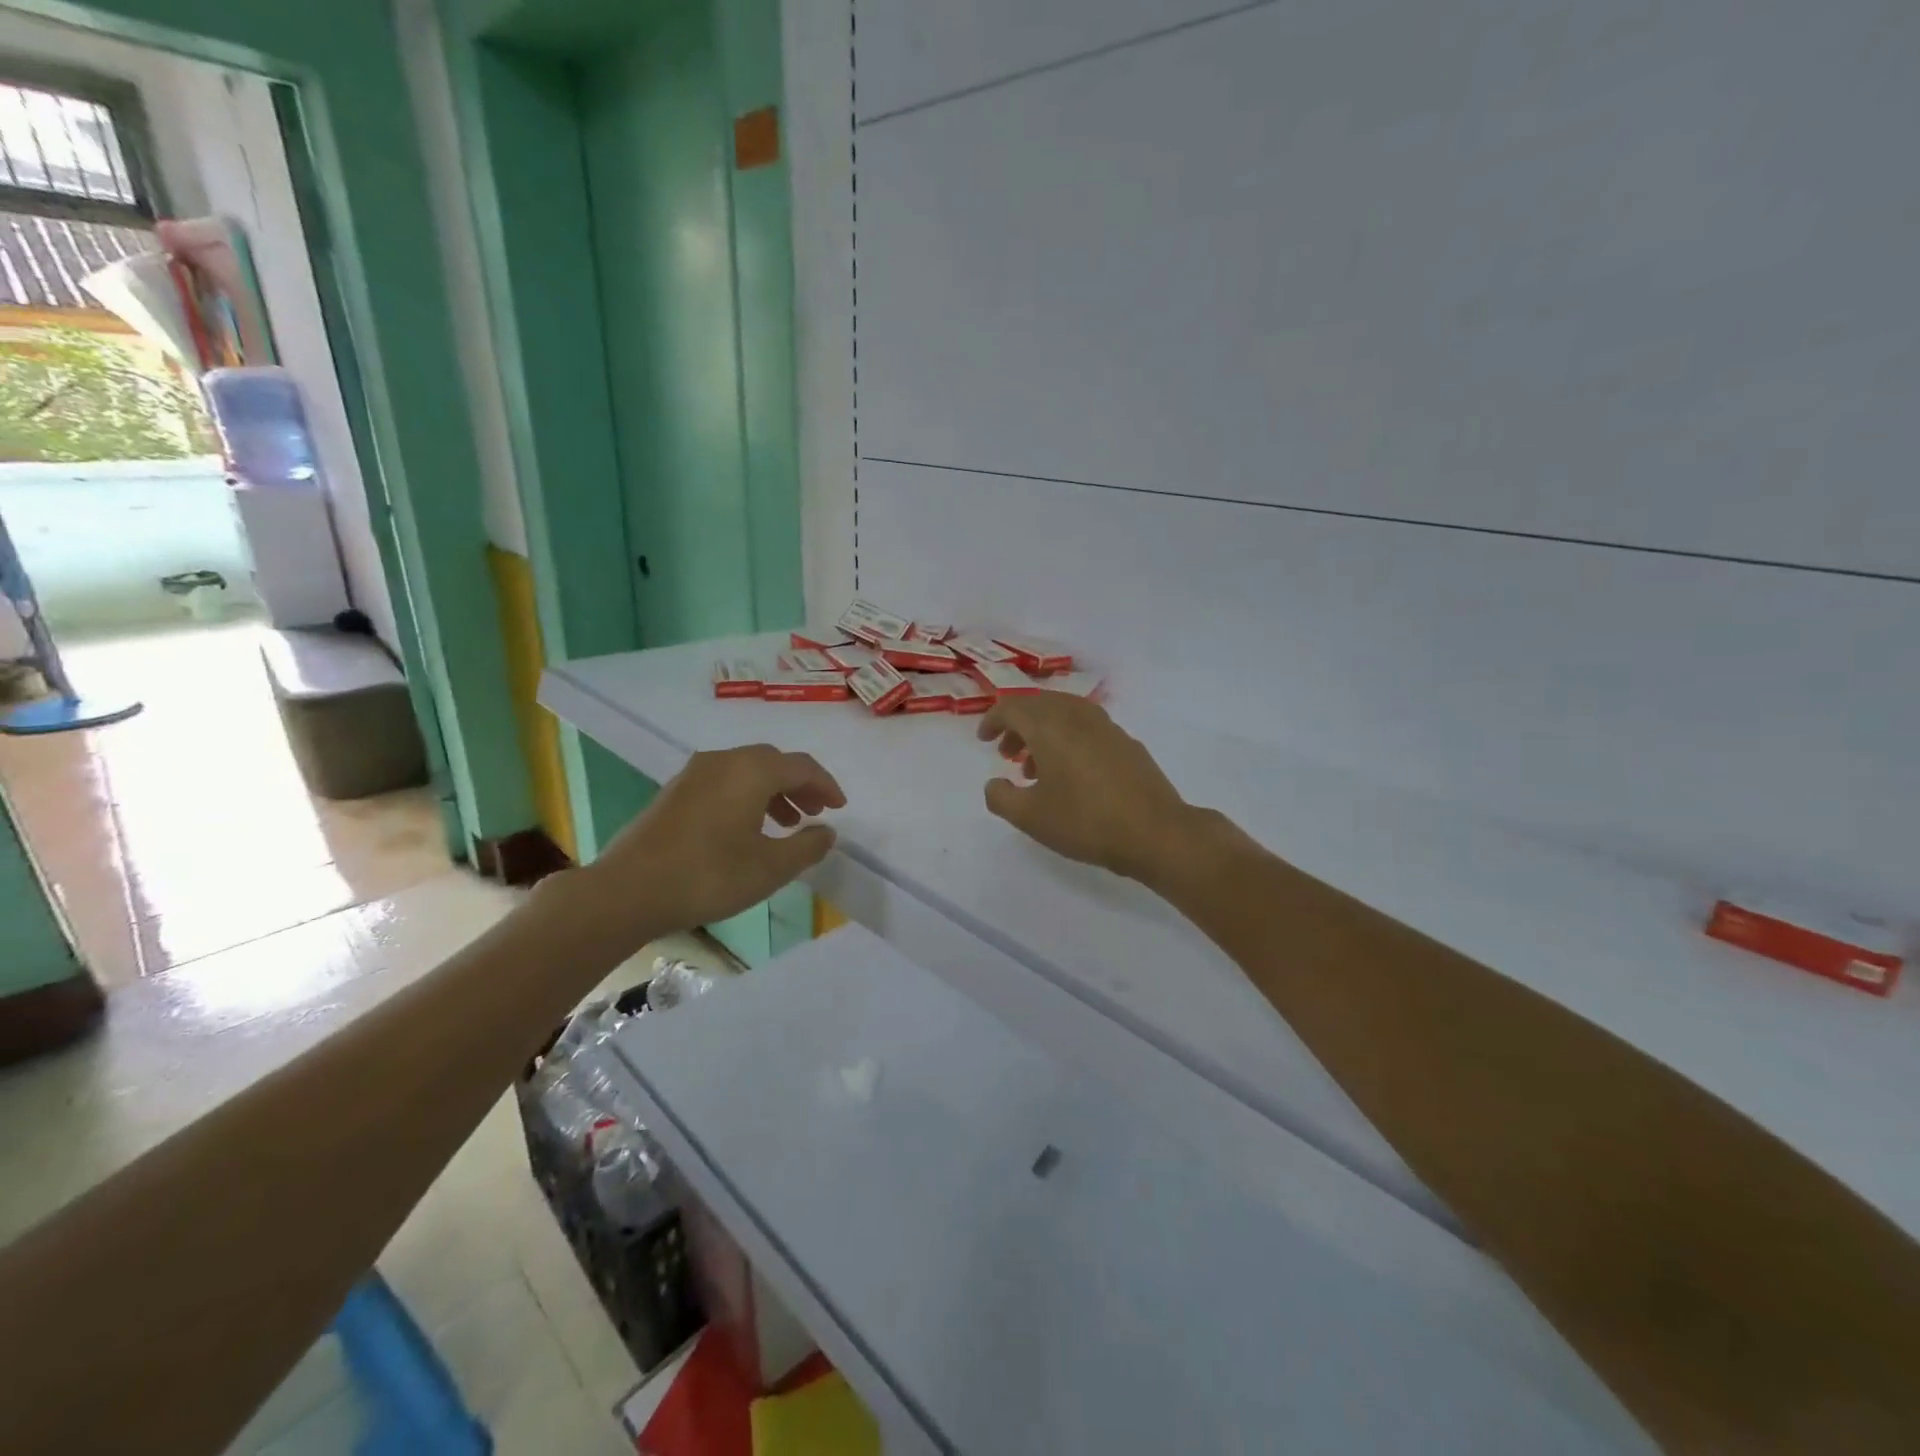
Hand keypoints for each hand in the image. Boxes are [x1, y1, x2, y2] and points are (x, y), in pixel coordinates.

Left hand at [571, 745, 844, 949]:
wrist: (628, 890)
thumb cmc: (709, 875)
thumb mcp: (770, 868)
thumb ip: (807, 847)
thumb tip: (827, 832)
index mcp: (752, 770)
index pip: (802, 766)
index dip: (826, 786)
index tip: (840, 808)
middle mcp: (724, 761)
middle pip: (774, 762)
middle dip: (799, 785)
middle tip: (815, 812)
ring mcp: (694, 774)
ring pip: (747, 771)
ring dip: (773, 791)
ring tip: (786, 823)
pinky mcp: (675, 792)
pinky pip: (724, 782)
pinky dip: (747, 796)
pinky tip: (747, 828)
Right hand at [976, 695, 1198, 884]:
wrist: (1155, 832)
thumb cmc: (1085, 822)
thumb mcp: (1030, 817)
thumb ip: (1001, 798)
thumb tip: (994, 784)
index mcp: (1050, 727)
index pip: (1013, 707)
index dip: (993, 720)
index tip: (984, 739)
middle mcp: (1077, 717)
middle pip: (1039, 705)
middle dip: (1018, 725)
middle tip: (1006, 753)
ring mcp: (1106, 727)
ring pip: (1065, 714)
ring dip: (1043, 732)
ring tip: (1035, 768)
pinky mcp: (1127, 742)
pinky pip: (1087, 727)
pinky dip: (1068, 739)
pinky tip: (1070, 773)